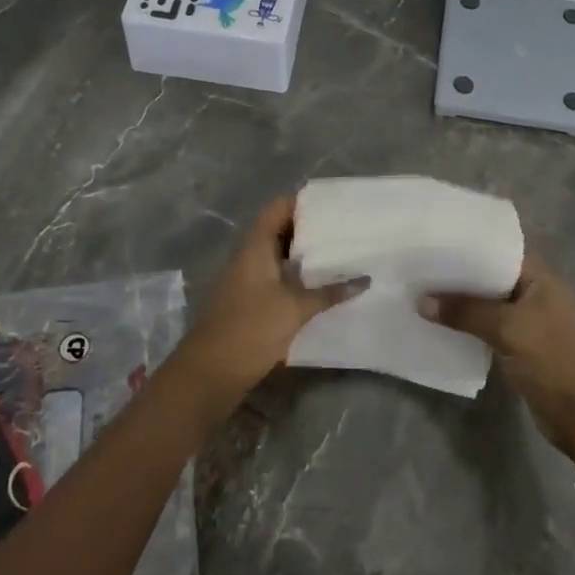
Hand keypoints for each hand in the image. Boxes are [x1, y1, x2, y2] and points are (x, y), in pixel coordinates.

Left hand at [160, 197, 366, 429]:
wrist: (210, 372)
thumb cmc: (251, 328)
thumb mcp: (295, 308)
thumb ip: (329, 293)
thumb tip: (364, 280)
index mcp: (254, 247)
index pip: (278, 208)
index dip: (303, 202)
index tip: (334, 205)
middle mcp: (247, 257)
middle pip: (279, 231)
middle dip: (310, 230)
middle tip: (344, 231)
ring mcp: (245, 280)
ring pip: (278, 257)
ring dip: (304, 257)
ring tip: (340, 256)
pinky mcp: (248, 302)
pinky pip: (275, 279)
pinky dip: (296, 279)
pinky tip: (321, 288)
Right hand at [421, 254, 574, 457]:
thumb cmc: (552, 361)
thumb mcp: (507, 329)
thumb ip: (466, 312)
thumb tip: (421, 301)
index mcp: (542, 279)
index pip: (502, 250)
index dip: (471, 246)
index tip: (436, 243)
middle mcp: (537, 295)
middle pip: (493, 277)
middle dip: (460, 275)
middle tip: (421, 268)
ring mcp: (531, 322)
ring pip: (490, 305)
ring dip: (463, 304)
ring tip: (423, 293)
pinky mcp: (523, 348)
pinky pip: (491, 328)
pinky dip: (469, 327)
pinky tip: (442, 326)